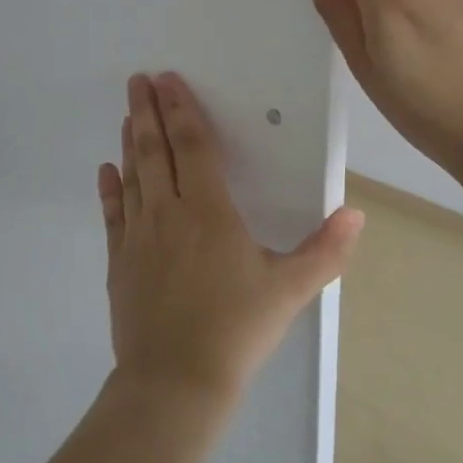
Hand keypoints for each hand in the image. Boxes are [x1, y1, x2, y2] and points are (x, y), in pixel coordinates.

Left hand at [98, 72, 362, 405]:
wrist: (175, 382)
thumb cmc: (236, 330)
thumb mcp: (290, 290)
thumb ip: (325, 250)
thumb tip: (356, 214)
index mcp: (208, 211)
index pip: (192, 147)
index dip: (181, 110)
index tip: (167, 81)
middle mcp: (168, 213)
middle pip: (155, 150)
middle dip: (148, 112)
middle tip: (138, 80)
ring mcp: (137, 236)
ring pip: (133, 176)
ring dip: (130, 141)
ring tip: (127, 114)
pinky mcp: (119, 261)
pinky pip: (112, 215)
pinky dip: (110, 189)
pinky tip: (106, 169)